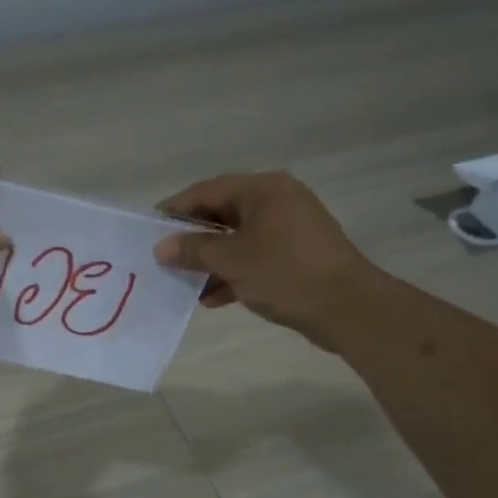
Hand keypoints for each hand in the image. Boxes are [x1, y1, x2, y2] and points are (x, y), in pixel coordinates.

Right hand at [152, 172, 370, 343]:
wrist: (347, 307)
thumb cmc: (284, 273)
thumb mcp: (231, 260)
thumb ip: (193, 250)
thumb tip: (161, 247)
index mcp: (264, 190)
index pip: (208, 190)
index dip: (176, 210)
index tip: (150, 230)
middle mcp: (278, 201)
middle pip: (223, 214)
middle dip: (193, 239)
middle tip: (165, 258)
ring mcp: (291, 229)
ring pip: (238, 239)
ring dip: (211, 261)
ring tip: (185, 283)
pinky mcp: (298, 255)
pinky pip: (255, 257)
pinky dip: (234, 272)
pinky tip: (213, 298)